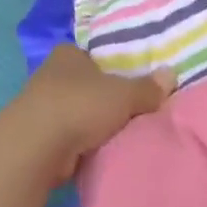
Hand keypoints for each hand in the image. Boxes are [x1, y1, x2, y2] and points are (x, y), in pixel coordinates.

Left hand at [6, 46, 174, 184]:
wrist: (36, 147)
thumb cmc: (80, 106)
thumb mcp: (124, 94)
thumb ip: (147, 87)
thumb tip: (171, 75)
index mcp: (67, 54)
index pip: (91, 55)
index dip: (110, 66)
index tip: (128, 81)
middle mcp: (50, 75)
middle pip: (84, 83)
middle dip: (102, 96)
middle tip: (130, 109)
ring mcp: (39, 106)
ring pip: (74, 111)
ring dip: (90, 122)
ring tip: (118, 133)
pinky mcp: (36, 136)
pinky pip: (67, 136)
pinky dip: (79, 143)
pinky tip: (96, 151)